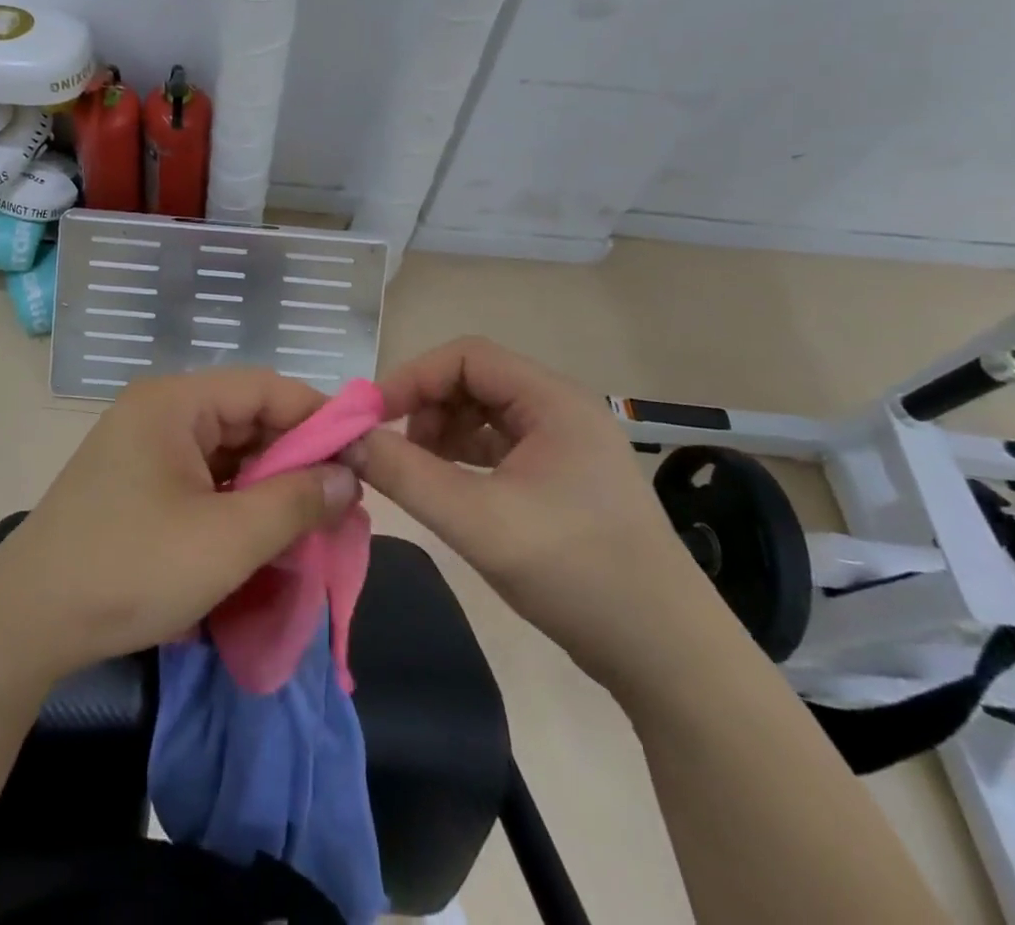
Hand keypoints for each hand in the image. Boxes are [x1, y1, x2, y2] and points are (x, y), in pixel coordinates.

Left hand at [0, 370, 361, 678]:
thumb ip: (296, 501)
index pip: (264, 388)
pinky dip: (238, 502)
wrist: (27, 624)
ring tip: (311, 522)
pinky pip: (204, 478)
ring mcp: (145, 448)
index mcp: (175, 402)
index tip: (361, 457)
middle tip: (342, 501)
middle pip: (246, 418)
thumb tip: (347, 477)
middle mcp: (159, 412)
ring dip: (269, 485)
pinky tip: (263, 534)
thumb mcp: (227, 540)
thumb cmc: (131, 569)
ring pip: (228, 452)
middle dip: (296, 458)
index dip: (318, 417)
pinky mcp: (139, 483)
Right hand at [353, 337, 707, 687]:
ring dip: (442, 432)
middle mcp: (561, 410)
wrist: (668, 657)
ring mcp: (566, 446)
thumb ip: (404, 474)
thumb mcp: (477, 521)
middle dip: (425, 406)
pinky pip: (500, 447)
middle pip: (475, 381)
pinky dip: (463, 458)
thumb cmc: (576, 573)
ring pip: (485, 414)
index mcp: (553, 400)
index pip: (467, 357)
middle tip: (389, 447)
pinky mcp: (563, 479)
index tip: (371, 417)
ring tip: (414, 471)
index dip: (413, 378)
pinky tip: (445, 487)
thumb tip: (346, 440)